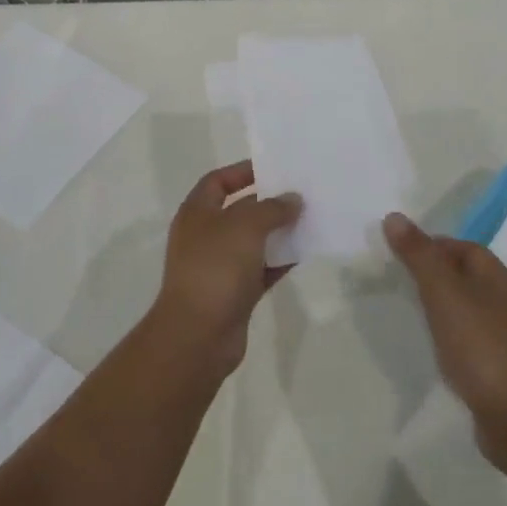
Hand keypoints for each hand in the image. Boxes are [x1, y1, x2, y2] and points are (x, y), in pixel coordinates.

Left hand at [150, 161, 300, 375]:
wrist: (198, 336)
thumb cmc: (215, 268)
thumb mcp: (245, 226)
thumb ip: (272, 208)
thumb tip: (293, 200)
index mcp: (197, 212)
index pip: (218, 181)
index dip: (243, 171)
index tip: (274, 169)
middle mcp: (205, 236)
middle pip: (239, 210)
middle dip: (268, 202)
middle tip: (301, 194)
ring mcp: (219, 266)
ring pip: (253, 241)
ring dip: (278, 232)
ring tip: (309, 220)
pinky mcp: (234, 293)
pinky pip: (261, 269)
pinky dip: (280, 261)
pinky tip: (304, 253)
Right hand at [384, 212, 506, 469]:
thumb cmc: (480, 346)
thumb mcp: (443, 293)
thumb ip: (419, 255)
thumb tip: (394, 216)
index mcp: (495, 276)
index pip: (461, 246)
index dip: (430, 245)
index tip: (398, 255)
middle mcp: (503, 300)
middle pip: (462, 275)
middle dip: (431, 275)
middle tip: (396, 281)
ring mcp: (502, 335)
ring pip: (463, 307)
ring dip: (438, 306)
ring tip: (407, 312)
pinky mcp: (497, 366)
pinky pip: (466, 337)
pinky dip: (446, 335)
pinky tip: (429, 347)